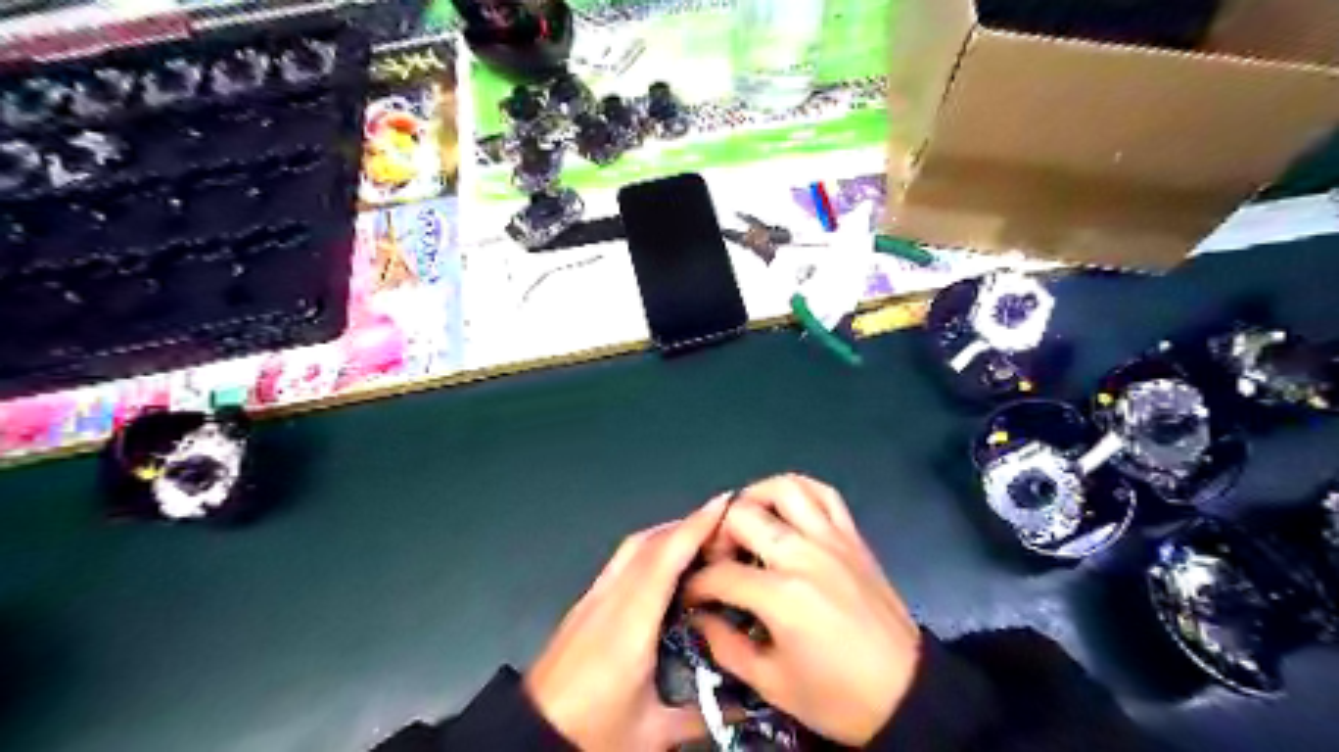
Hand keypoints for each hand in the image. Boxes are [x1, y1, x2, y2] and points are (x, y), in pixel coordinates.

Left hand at [522, 497, 730, 749]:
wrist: (529, 739)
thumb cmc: (590, 734)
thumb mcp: (651, 733)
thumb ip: (702, 716)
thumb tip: (744, 707)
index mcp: (629, 626)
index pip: (665, 558)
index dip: (695, 526)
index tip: (724, 505)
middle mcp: (609, 600)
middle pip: (648, 543)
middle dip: (687, 525)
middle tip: (724, 525)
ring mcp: (591, 599)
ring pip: (632, 548)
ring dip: (667, 535)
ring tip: (700, 540)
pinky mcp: (583, 605)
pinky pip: (621, 562)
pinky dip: (649, 550)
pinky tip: (665, 566)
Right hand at [690, 476, 922, 744]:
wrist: (907, 693)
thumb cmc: (837, 696)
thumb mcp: (772, 684)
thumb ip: (725, 646)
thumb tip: (699, 617)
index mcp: (781, 596)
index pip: (721, 573)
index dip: (697, 584)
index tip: (691, 595)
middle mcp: (804, 555)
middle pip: (743, 516)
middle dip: (717, 535)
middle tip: (717, 558)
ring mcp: (832, 539)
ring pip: (784, 488)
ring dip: (755, 498)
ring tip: (745, 522)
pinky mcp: (852, 536)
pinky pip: (824, 493)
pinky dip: (799, 490)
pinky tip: (785, 509)